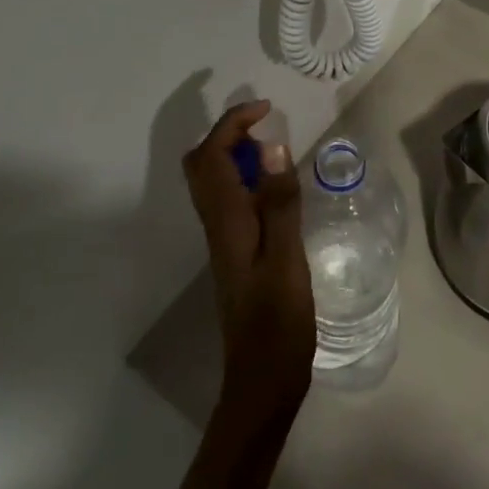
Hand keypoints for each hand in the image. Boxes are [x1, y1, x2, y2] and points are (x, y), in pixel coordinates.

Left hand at [182, 101, 315, 428]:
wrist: (261, 380)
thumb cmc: (278, 322)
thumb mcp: (287, 259)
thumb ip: (279, 202)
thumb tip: (272, 145)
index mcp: (227, 220)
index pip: (213, 154)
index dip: (233, 123)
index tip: (267, 108)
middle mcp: (216, 224)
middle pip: (201, 163)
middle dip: (227, 133)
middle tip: (266, 128)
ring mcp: (223, 239)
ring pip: (213, 181)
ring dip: (235, 154)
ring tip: (274, 152)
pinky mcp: (234, 252)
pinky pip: (229, 199)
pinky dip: (245, 178)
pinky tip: (275, 190)